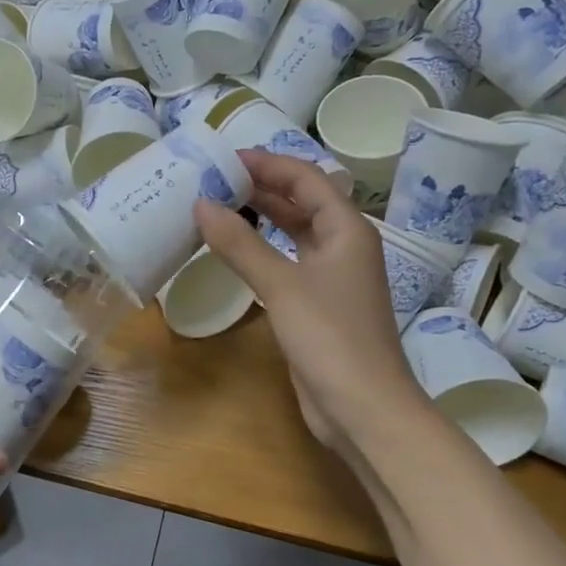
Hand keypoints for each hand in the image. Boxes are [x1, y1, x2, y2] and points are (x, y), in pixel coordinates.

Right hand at [194, 151, 425, 454]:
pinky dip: (261, 252)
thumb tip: (201, 204)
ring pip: (294, 233)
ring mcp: (332, 277)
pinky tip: (234, 253)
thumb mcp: (281, 285)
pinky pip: (287, 263)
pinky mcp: (318, 305)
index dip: (267, 164)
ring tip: (216, 207)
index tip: (224, 158)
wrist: (363, 407)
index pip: (305, 178)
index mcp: (346, 229)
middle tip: (212, 180)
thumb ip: (240, 244)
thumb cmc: (330, 337)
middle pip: (301, 202)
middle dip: (261, 188)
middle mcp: (343, 246)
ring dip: (261, 219)